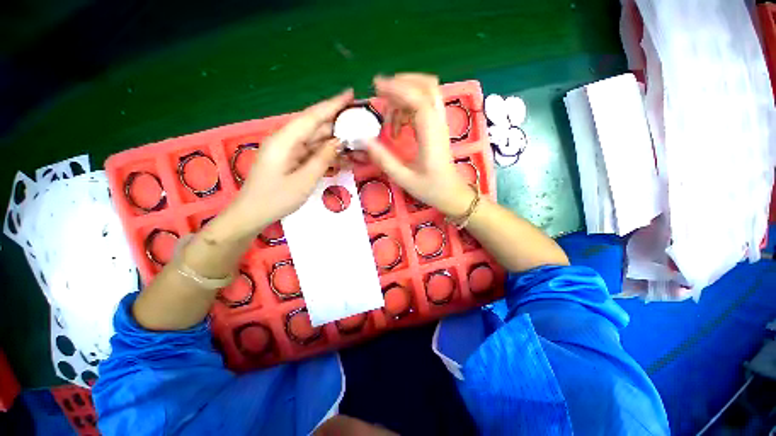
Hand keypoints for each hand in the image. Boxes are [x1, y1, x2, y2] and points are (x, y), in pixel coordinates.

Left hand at [226, 89, 353, 234]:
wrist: (253, 214)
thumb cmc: (276, 199)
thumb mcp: (304, 181)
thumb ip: (323, 159)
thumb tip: (339, 141)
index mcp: (285, 140)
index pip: (313, 116)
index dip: (332, 104)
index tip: (350, 94)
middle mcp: (286, 140)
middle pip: (316, 126)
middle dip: (338, 124)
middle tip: (361, 123)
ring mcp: (289, 150)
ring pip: (316, 140)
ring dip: (336, 142)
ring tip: (357, 143)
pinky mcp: (291, 159)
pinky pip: (312, 152)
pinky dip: (327, 154)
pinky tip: (343, 157)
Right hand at [364, 74, 473, 216]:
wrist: (452, 194)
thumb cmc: (431, 188)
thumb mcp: (404, 178)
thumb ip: (384, 159)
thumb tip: (364, 140)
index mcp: (431, 135)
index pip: (418, 99)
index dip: (397, 89)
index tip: (376, 88)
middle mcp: (438, 124)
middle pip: (427, 86)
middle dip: (402, 83)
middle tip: (381, 94)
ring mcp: (440, 124)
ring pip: (426, 93)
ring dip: (404, 97)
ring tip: (388, 121)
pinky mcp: (437, 128)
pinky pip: (425, 106)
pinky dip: (408, 108)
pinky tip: (398, 127)